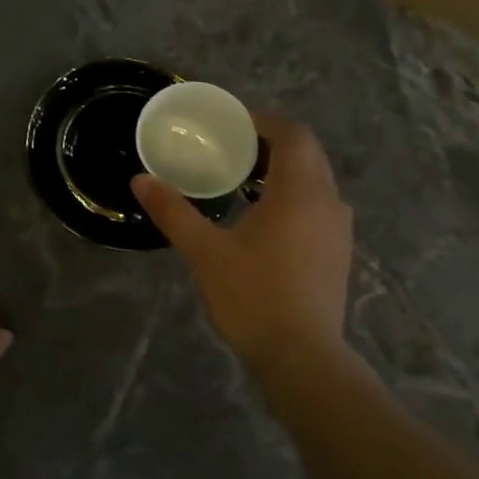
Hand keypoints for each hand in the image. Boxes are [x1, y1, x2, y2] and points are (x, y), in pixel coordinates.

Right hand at [131, 115, 352, 364]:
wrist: (301, 356)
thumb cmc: (252, 297)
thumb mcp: (205, 252)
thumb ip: (173, 212)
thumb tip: (140, 180)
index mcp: (299, 191)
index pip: (292, 134)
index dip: (263, 121)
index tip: (232, 124)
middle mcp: (328, 201)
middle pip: (307, 154)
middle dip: (272, 144)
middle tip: (232, 151)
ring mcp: (339, 229)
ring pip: (316, 182)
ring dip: (284, 172)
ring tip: (244, 184)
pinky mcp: (339, 253)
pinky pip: (319, 207)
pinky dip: (295, 198)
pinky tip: (265, 222)